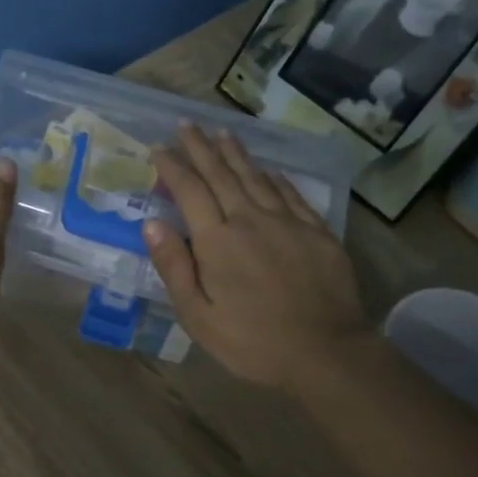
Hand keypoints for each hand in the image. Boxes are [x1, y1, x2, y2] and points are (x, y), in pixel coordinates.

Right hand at [144, 127, 365, 388]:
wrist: (325, 351)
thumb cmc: (252, 342)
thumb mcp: (198, 316)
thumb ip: (174, 267)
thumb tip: (152, 223)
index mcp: (217, 241)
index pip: (190, 191)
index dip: (172, 166)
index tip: (159, 147)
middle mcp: (250, 219)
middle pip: (221, 174)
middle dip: (200, 148)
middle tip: (186, 125)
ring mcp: (288, 222)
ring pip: (256, 177)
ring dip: (236, 153)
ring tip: (221, 133)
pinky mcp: (316, 231)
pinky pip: (290, 193)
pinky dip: (274, 177)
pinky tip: (268, 170)